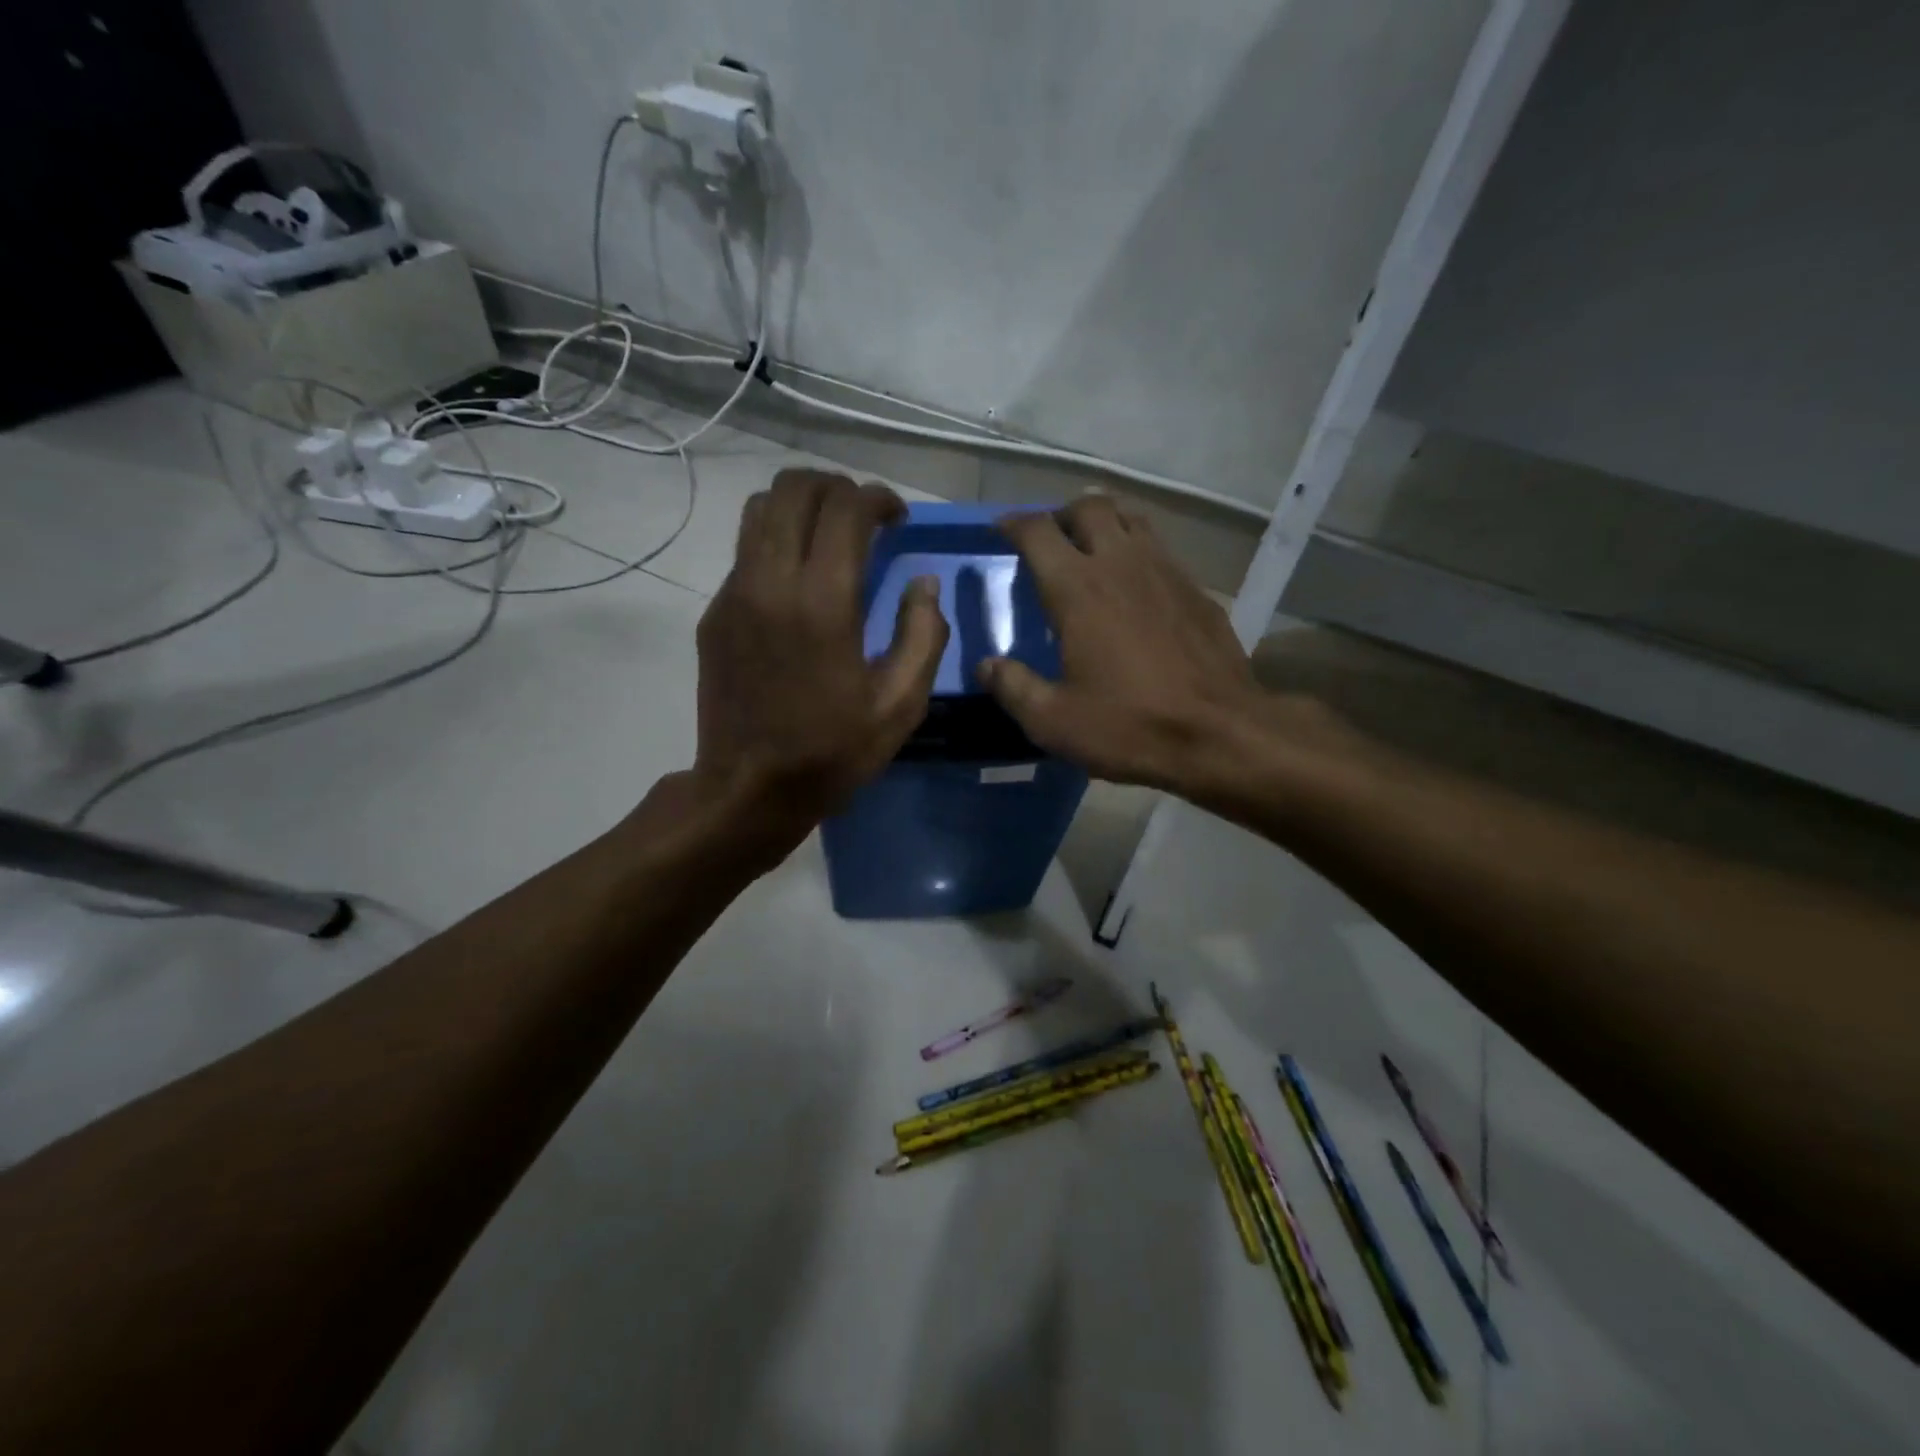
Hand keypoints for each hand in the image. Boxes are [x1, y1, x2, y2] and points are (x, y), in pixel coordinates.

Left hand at [691, 469, 947, 857]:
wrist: (749, 789)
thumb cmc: (832, 751)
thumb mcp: (900, 704)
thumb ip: (923, 634)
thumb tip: (923, 583)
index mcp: (823, 601)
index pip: (846, 508)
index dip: (878, 499)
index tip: (897, 519)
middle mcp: (771, 581)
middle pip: (795, 489)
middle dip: (837, 488)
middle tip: (864, 518)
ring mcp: (734, 594)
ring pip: (760, 510)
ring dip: (800, 507)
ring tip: (829, 537)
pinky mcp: (714, 613)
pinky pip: (745, 552)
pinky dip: (777, 544)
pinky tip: (799, 585)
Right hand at [978, 497, 1295, 792]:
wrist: (1221, 735)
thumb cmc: (1129, 726)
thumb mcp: (1053, 721)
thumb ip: (1013, 687)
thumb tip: (987, 666)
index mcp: (1078, 589)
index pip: (1038, 532)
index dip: (1013, 523)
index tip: (1000, 531)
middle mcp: (1122, 564)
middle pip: (1089, 507)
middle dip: (1061, 515)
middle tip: (1049, 541)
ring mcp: (1166, 571)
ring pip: (1131, 518)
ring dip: (1103, 523)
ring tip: (1090, 550)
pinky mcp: (1197, 590)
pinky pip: (1160, 549)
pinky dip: (1137, 550)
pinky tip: (1134, 587)